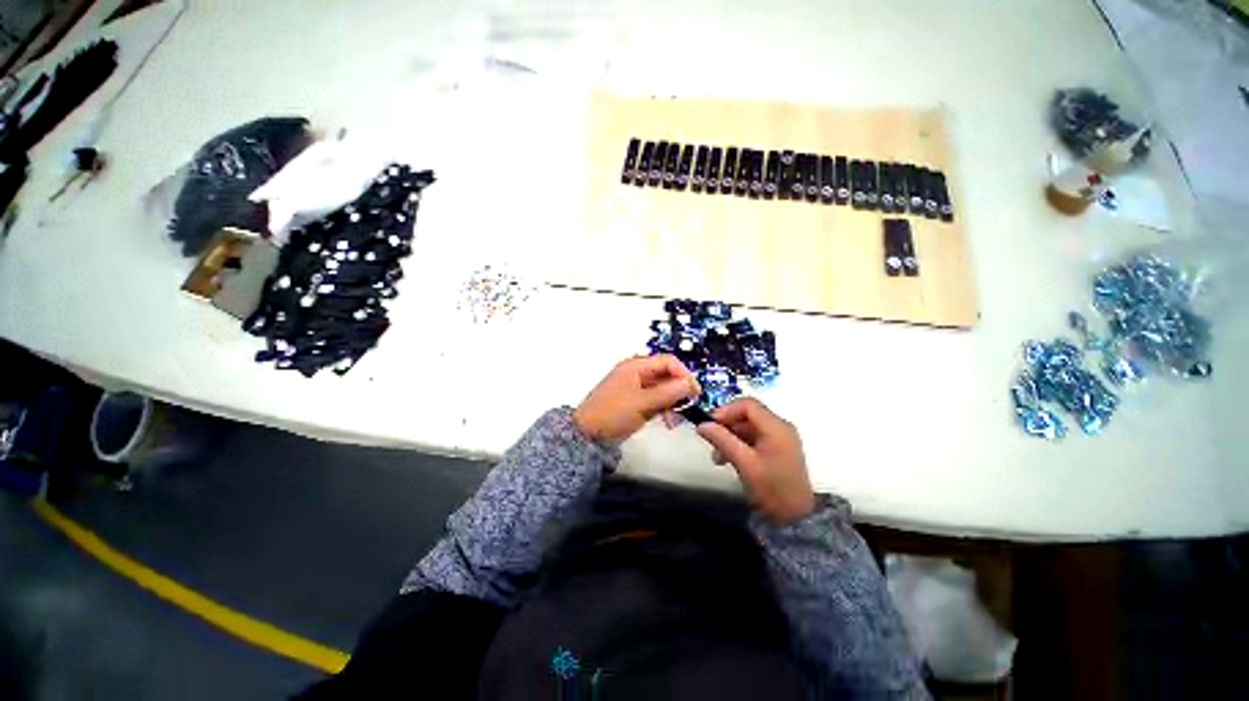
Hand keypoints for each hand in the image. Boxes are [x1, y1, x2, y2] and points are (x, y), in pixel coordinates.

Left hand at [574, 355, 700, 443]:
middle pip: (666, 375)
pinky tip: (668, 421)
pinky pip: (656, 400)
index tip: (694, 392)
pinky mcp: (636, 402)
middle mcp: (637, 374)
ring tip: (675, 419)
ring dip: (672, 402)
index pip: (667, 362)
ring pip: (663, 389)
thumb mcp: (641, 403)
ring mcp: (636, 389)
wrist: (587, 435)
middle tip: (688, 407)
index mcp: (636, 366)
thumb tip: (688, 384)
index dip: (683, 374)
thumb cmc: (612, 414)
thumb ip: (666, 393)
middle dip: (679, 390)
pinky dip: (664, 409)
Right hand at [696, 398, 814, 524]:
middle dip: (727, 425)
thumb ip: (722, 440)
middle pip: (748, 414)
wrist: (797, 519)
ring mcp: (781, 438)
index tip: (709, 424)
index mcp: (776, 426)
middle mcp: (780, 426)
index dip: (726, 410)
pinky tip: (728, 458)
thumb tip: (702, 425)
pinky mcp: (778, 449)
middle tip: (711, 439)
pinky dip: (739, 443)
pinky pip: (755, 437)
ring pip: (749, 426)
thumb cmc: (772, 488)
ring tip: (717, 455)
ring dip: (731, 436)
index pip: (747, 405)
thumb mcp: (744, 463)